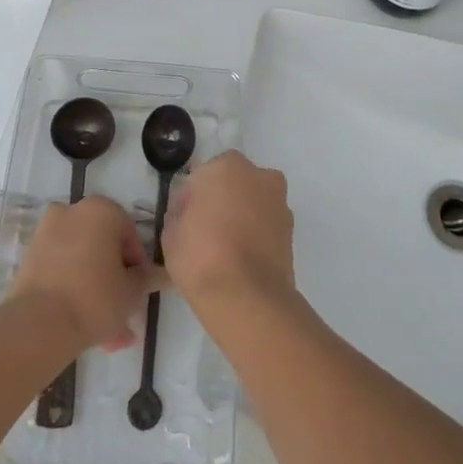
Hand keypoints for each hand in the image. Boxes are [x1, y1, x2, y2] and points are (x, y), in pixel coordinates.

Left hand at [11, 196, 168, 353]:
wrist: (39, 324)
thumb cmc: (96, 297)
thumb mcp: (132, 291)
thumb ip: (148, 278)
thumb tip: (164, 273)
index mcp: (102, 210)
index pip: (130, 235)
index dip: (138, 266)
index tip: (139, 291)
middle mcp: (73, 211)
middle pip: (103, 248)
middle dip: (115, 282)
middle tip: (124, 313)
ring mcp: (47, 233)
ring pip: (82, 263)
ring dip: (96, 292)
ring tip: (109, 336)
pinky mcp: (30, 257)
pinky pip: (62, 271)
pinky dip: (73, 291)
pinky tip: (85, 328)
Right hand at [162, 151, 295, 318]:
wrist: (246, 297)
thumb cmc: (200, 256)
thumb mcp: (170, 232)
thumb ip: (181, 209)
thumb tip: (191, 208)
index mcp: (226, 166)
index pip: (205, 173)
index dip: (195, 195)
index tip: (188, 218)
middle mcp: (258, 175)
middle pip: (235, 182)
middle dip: (224, 199)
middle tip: (208, 231)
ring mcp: (279, 201)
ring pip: (255, 201)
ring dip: (244, 215)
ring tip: (228, 249)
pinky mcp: (292, 229)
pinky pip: (268, 223)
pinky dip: (258, 234)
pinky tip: (245, 258)